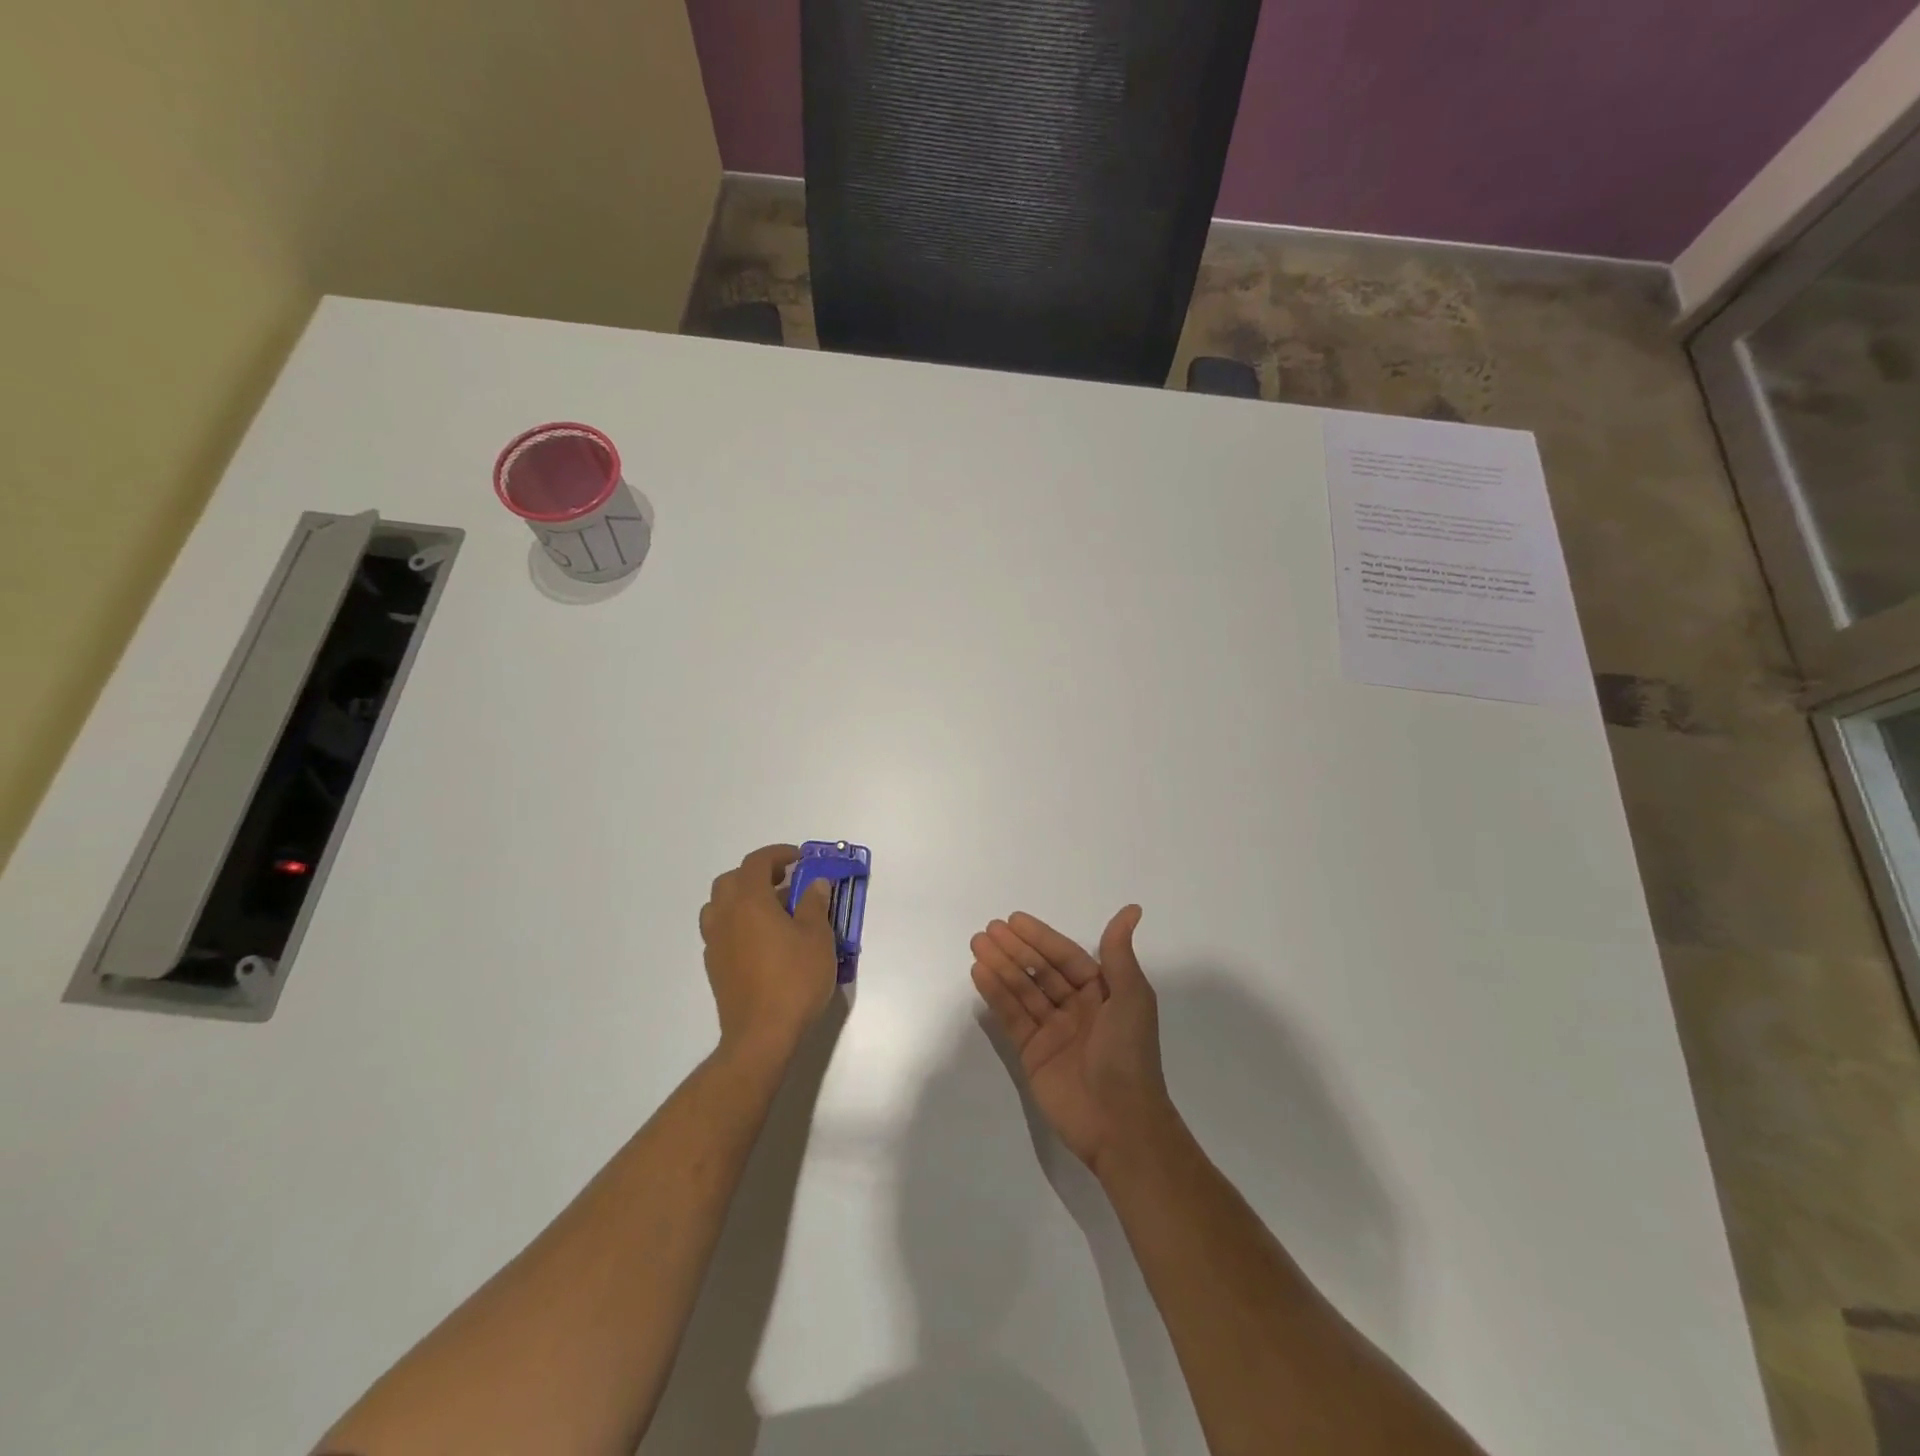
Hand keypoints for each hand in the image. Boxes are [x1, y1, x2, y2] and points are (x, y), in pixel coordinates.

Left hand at [700, 844, 837, 1061]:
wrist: (761, 1034)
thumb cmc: (794, 979)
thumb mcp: (818, 937)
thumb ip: (815, 904)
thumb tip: (814, 884)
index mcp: (749, 900)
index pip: (757, 862)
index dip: (778, 854)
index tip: (799, 858)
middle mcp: (725, 915)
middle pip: (731, 880)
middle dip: (757, 874)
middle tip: (785, 882)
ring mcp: (715, 942)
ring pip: (720, 905)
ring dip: (742, 898)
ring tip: (771, 911)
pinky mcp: (714, 966)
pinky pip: (721, 930)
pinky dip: (737, 922)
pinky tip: (761, 940)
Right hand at [970, 905, 1175, 1176]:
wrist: (1120, 1122)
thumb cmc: (1129, 1053)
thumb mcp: (1131, 997)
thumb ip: (1119, 953)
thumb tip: (1132, 909)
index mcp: (1102, 993)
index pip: (1066, 957)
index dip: (1041, 937)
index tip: (1014, 920)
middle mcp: (1076, 1008)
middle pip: (1040, 970)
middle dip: (1015, 949)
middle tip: (987, 930)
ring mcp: (1052, 1031)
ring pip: (1022, 990)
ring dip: (1000, 966)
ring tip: (977, 944)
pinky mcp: (1032, 1054)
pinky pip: (1012, 1017)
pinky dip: (996, 995)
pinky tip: (979, 973)